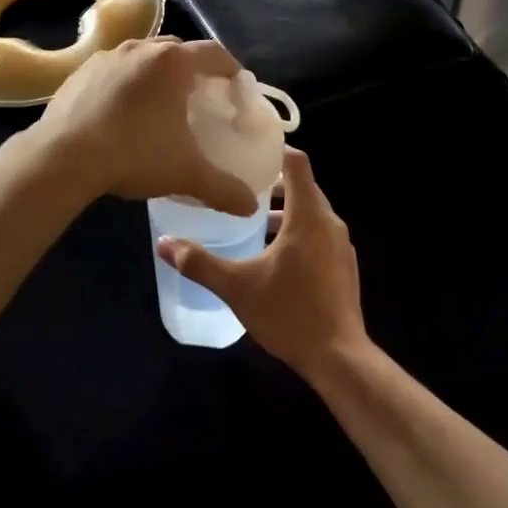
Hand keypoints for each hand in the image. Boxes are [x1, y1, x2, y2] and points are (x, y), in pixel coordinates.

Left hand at [35, 37, 257, 215]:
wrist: (62, 157)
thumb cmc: (135, 153)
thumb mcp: (186, 173)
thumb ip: (223, 188)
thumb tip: (251, 206)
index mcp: (173, 62)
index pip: (215, 53)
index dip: (231, 69)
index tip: (237, 89)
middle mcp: (143, 48)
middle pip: (179, 51)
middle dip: (194, 71)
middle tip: (201, 100)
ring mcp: (108, 56)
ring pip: (144, 58)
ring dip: (158, 76)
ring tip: (160, 106)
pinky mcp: (81, 71)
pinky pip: (115, 70)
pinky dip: (127, 84)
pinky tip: (123, 114)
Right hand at [155, 148, 366, 378]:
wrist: (339, 358)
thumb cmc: (289, 313)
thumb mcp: (237, 287)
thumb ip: (200, 263)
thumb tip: (164, 244)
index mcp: (308, 215)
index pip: (297, 163)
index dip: (275, 149)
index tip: (249, 149)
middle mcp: (329, 222)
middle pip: (303, 186)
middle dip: (274, 183)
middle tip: (240, 183)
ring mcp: (341, 245)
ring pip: (311, 213)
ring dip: (285, 211)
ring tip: (252, 220)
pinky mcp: (344, 266)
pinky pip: (319, 235)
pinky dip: (298, 232)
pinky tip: (274, 256)